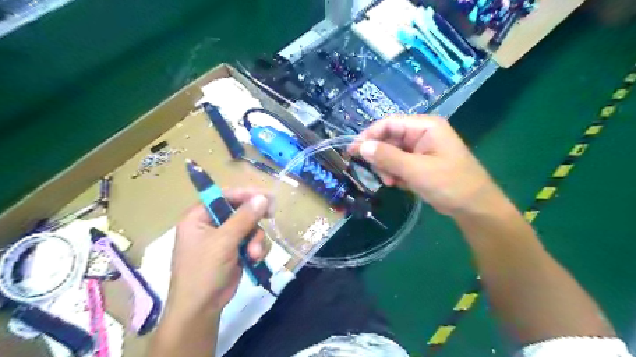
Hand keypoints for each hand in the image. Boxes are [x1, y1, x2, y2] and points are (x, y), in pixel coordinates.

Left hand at [164, 189, 270, 318]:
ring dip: (257, 239)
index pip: (224, 195)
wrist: (202, 309)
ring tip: (255, 254)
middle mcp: (212, 223)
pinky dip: (258, 248)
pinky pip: (254, 240)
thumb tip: (262, 197)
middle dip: (254, 220)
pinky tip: (256, 259)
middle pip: (240, 209)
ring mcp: (225, 237)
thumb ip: (243, 218)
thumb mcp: (223, 242)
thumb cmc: (203, 272)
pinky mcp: (236, 249)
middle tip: (271, 215)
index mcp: (199, 216)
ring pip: (251, 226)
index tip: (266, 197)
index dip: (245, 194)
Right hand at [350, 115, 499, 214]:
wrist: (474, 208)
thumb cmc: (450, 184)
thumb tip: (361, 146)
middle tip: (381, 175)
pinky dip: (395, 174)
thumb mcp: (416, 170)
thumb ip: (388, 157)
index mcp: (425, 127)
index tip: (353, 150)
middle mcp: (421, 134)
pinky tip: (400, 185)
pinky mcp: (419, 163)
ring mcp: (421, 149)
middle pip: (388, 139)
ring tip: (393, 182)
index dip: (369, 135)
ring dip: (387, 168)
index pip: (389, 123)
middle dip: (381, 157)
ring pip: (391, 153)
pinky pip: (398, 164)